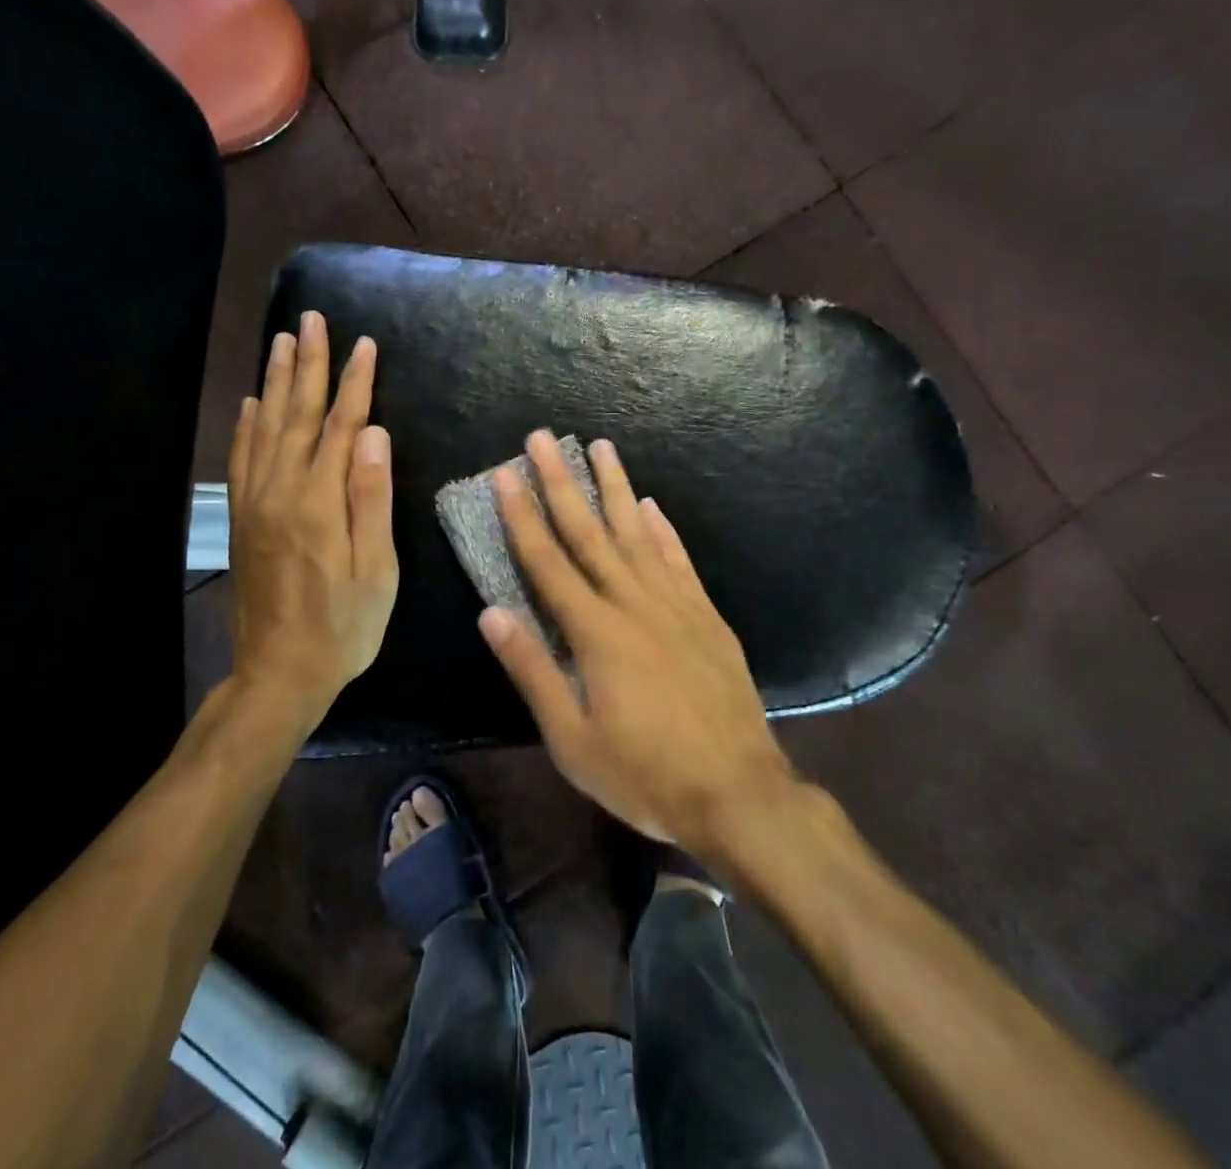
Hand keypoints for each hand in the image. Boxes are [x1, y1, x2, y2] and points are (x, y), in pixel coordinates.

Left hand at [227, 312, 397, 727]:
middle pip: (298, 414)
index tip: (364, 343)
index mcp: (321, 501)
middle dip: (309, 363)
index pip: (341, 425)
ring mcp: (257, 503)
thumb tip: (373, 433)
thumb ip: (371, 498)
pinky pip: (243, 459)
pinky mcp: (244, 518)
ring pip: (267, 427)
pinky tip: (253, 402)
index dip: (355, 383)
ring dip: (277, 381)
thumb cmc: (344, 624)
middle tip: (312, 319)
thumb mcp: (376, 570)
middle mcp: (283, 490)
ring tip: (282, 341)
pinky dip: (248, 425)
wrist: (280, 671)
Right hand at [478, 431, 797, 853]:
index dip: (522, 516)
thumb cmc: (645, 774)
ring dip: (616, 487)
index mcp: (596, 632)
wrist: (738, 791)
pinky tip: (652, 505)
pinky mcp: (706, 615)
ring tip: (602, 446)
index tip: (505, 475)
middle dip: (562, 482)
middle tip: (542, 438)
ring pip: (638, 532)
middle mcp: (634, 603)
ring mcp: (676, 604)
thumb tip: (492, 612)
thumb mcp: (573, 739)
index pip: (548, 561)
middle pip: (590, 532)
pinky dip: (663, 529)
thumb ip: (532, 671)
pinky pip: (679, 559)